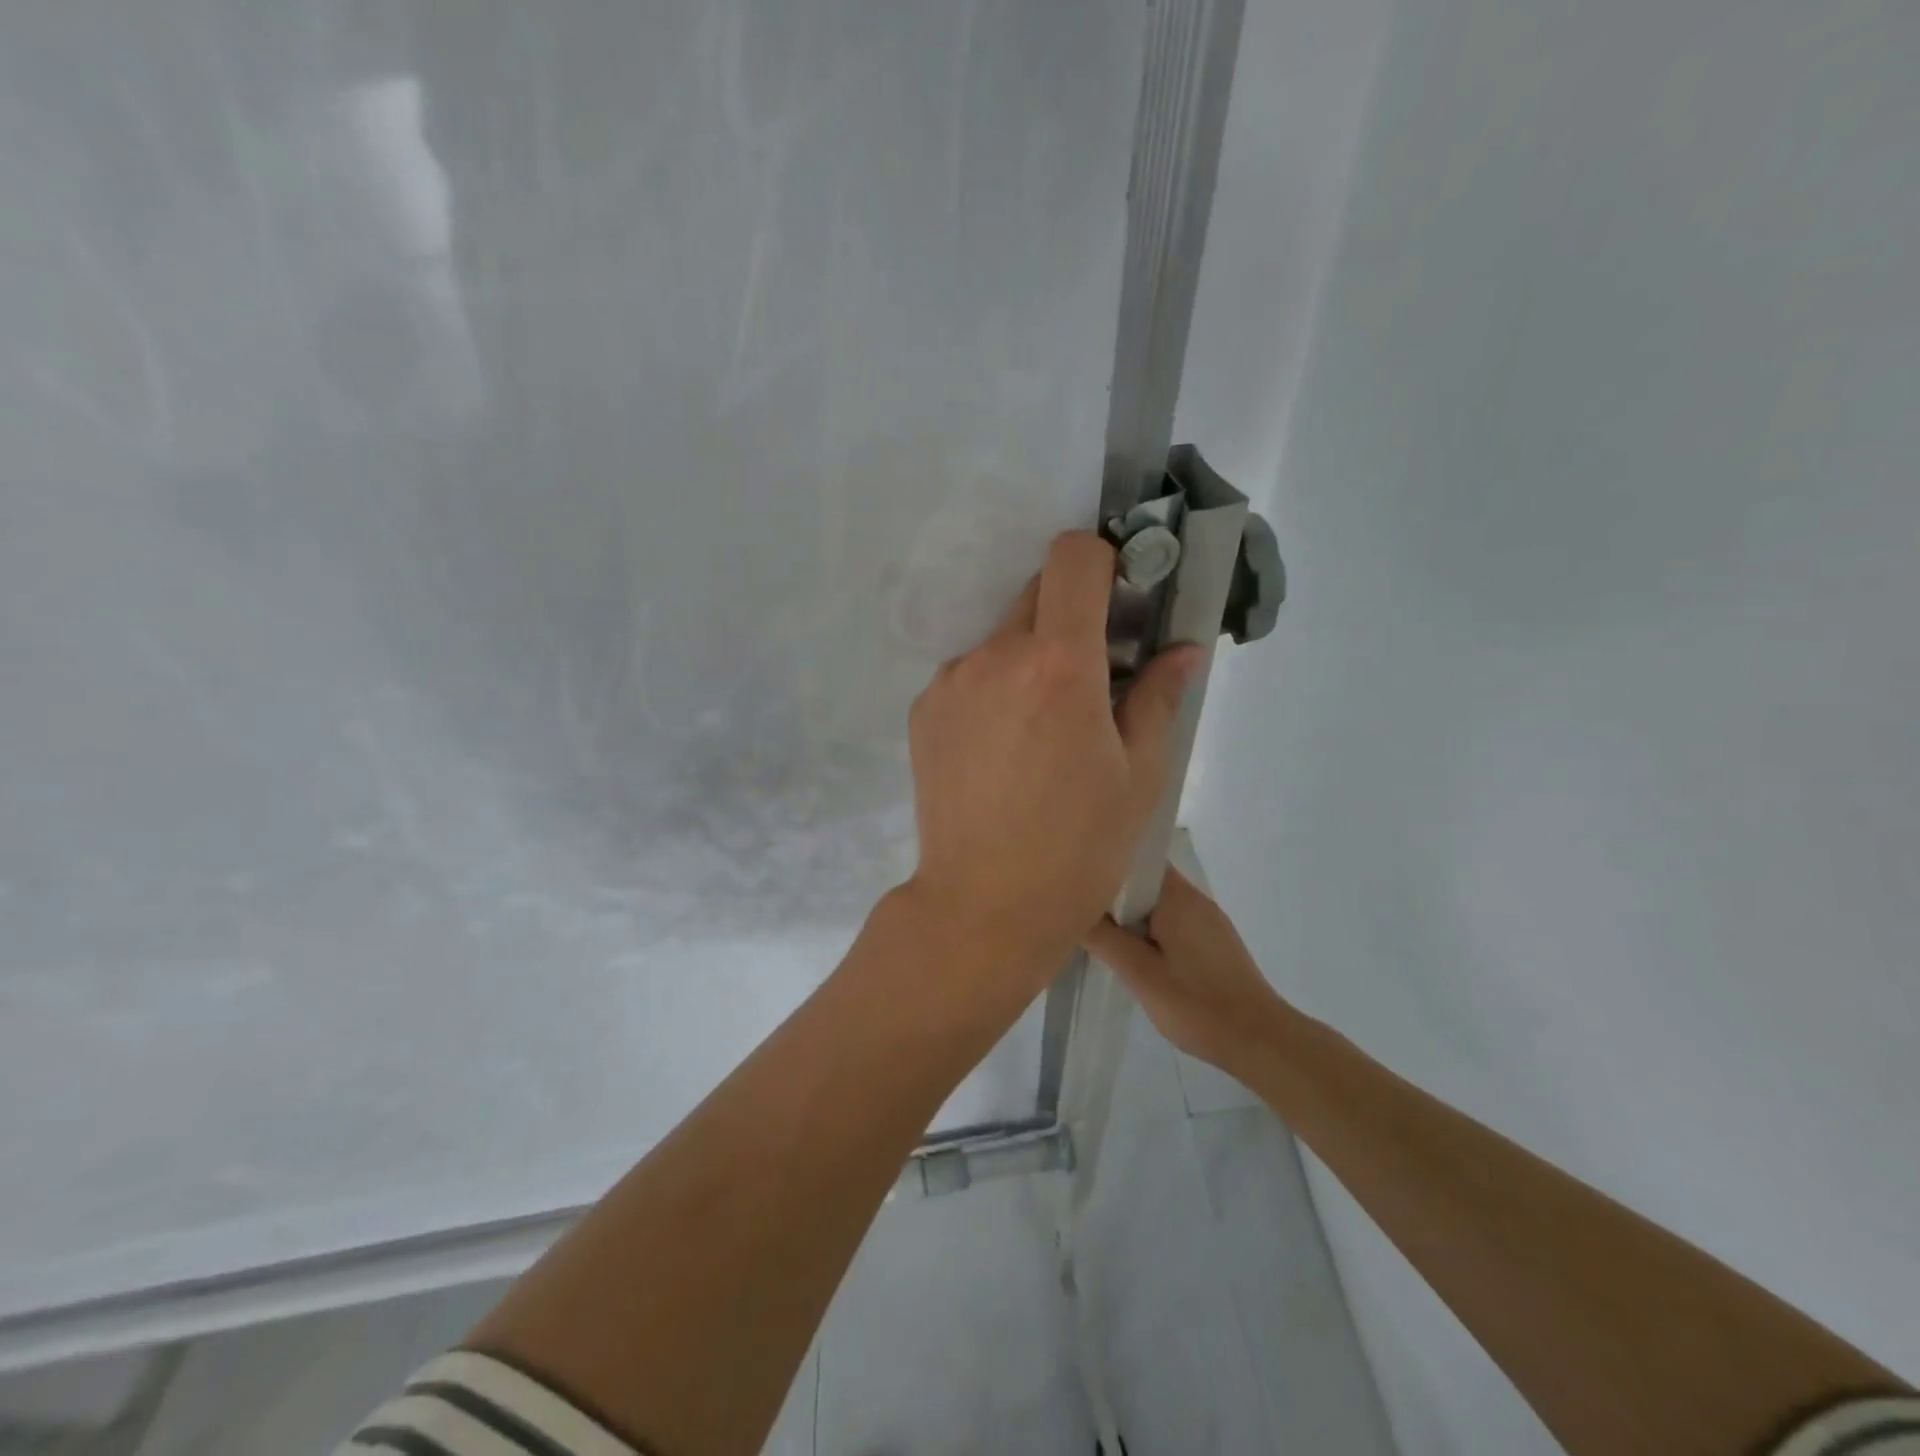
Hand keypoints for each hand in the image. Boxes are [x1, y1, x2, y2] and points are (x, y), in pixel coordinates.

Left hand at [904, 531, 1199, 984]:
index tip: (1118, 601)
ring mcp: (950, 682)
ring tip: (1039, 732)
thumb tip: (1182, 650)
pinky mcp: (922, 711)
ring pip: (1000, 639)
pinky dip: (991, 691)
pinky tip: (1001, 752)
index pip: (1073, 558)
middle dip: (1069, 618)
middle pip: (1036, 594)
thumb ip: (1157, 697)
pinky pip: (968, 676)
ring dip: (1027, 660)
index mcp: (1057, 665)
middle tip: (1087, 681)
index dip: (1102, 563)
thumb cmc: (1078, 848)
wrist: (983, 906)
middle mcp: (994, 657)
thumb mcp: (1138, 776)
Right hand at [1083, 865, 1295, 1076]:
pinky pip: (1171, 921)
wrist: (1261, 1042)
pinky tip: (1131, 951)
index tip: (1077, 873)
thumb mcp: (1140, 974)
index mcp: (1178, 898)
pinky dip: (1147, 928)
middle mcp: (1195, 900)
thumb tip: (1071, 909)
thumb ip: (1104, 939)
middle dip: (1114, 891)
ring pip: (1157, 903)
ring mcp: (1207, 921)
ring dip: (1130, 913)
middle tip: (1077, 904)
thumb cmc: (1198, 1005)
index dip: (1107, 862)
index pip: (1139, 859)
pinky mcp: (1212, 942)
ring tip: (1096, 928)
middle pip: (1146, 880)